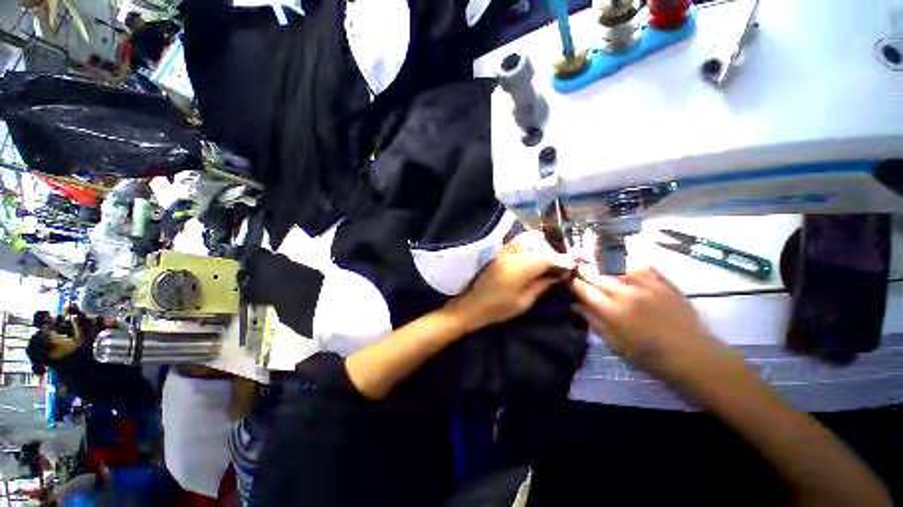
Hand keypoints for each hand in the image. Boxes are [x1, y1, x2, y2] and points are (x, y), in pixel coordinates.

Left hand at [448, 232, 574, 332]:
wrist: (472, 305)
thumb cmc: (499, 308)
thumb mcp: (525, 301)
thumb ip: (543, 284)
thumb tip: (560, 275)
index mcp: (521, 267)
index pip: (548, 257)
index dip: (562, 260)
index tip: (572, 265)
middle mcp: (513, 254)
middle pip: (538, 245)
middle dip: (552, 253)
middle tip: (559, 264)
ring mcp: (503, 251)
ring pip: (527, 241)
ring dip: (540, 247)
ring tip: (547, 260)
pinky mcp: (498, 253)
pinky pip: (517, 243)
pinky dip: (529, 246)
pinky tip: (533, 257)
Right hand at [569, 265, 720, 380]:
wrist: (691, 355)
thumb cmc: (648, 355)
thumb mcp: (614, 343)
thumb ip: (592, 321)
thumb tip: (574, 305)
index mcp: (611, 311)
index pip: (583, 289)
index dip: (572, 282)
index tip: (567, 279)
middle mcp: (625, 293)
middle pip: (596, 275)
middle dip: (584, 271)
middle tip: (577, 268)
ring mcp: (645, 285)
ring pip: (615, 266)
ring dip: (602, 266)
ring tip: (596, 264)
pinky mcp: (662, 281)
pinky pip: (639, 265)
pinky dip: (628, 265)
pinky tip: (624, 268)